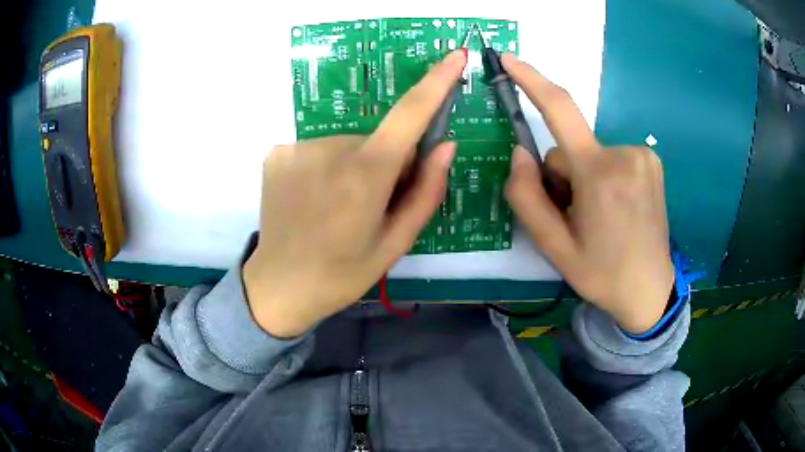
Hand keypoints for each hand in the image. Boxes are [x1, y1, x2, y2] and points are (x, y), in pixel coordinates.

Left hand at [243, 51, 466, 336]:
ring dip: (353, 167)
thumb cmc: (341, 274)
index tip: (454, 56)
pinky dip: (325, 168)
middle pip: (377, 141)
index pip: (409, 116)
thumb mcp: (395, 244)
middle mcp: (329, 150)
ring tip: (337, 208)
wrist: (277, 287)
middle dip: (385, 164)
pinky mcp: (276, 153)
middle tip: (370, 206)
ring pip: (346, 145)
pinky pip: (318, 150)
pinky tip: (312, 199)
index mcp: (365, 177)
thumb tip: (446, 146)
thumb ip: (426, 192)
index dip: (436, 83)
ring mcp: (297, 148)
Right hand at [501, 54, 673, 333]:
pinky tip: (615, 208)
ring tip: (598, 217)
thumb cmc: (601, 273)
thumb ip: (526, 196)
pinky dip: (604, 176)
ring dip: (584, 178)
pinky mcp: (651, 160)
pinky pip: (611, 157)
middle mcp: (624, 153)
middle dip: (562, 176)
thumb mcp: (553, 246)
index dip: (531, 80)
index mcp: (599, 175)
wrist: (650, 289)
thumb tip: (521, 151)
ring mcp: (643, 155)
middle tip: (574, 216)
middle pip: (570, 148)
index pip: (559, 109)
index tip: (509, 58)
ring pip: (591, 153)